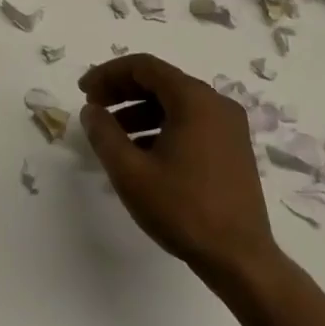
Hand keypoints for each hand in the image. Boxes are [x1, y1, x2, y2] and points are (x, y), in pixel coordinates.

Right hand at [79, 54, 281, 284]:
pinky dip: (161, 126)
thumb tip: (91, 110)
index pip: (144, 66)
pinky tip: (141, 152)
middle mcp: (216, 103)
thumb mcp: (130, 172)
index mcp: (194, 99)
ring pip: (175, 103)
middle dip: (122, 91)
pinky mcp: (232, 148)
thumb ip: (104, 134)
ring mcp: (229, 126)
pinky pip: (190, 122)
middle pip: (161, 81)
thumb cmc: (183, 209)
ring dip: (139, 110)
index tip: (84, 91)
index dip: (108, 73)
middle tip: (94, 108)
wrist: (240, 259)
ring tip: (112, 134)